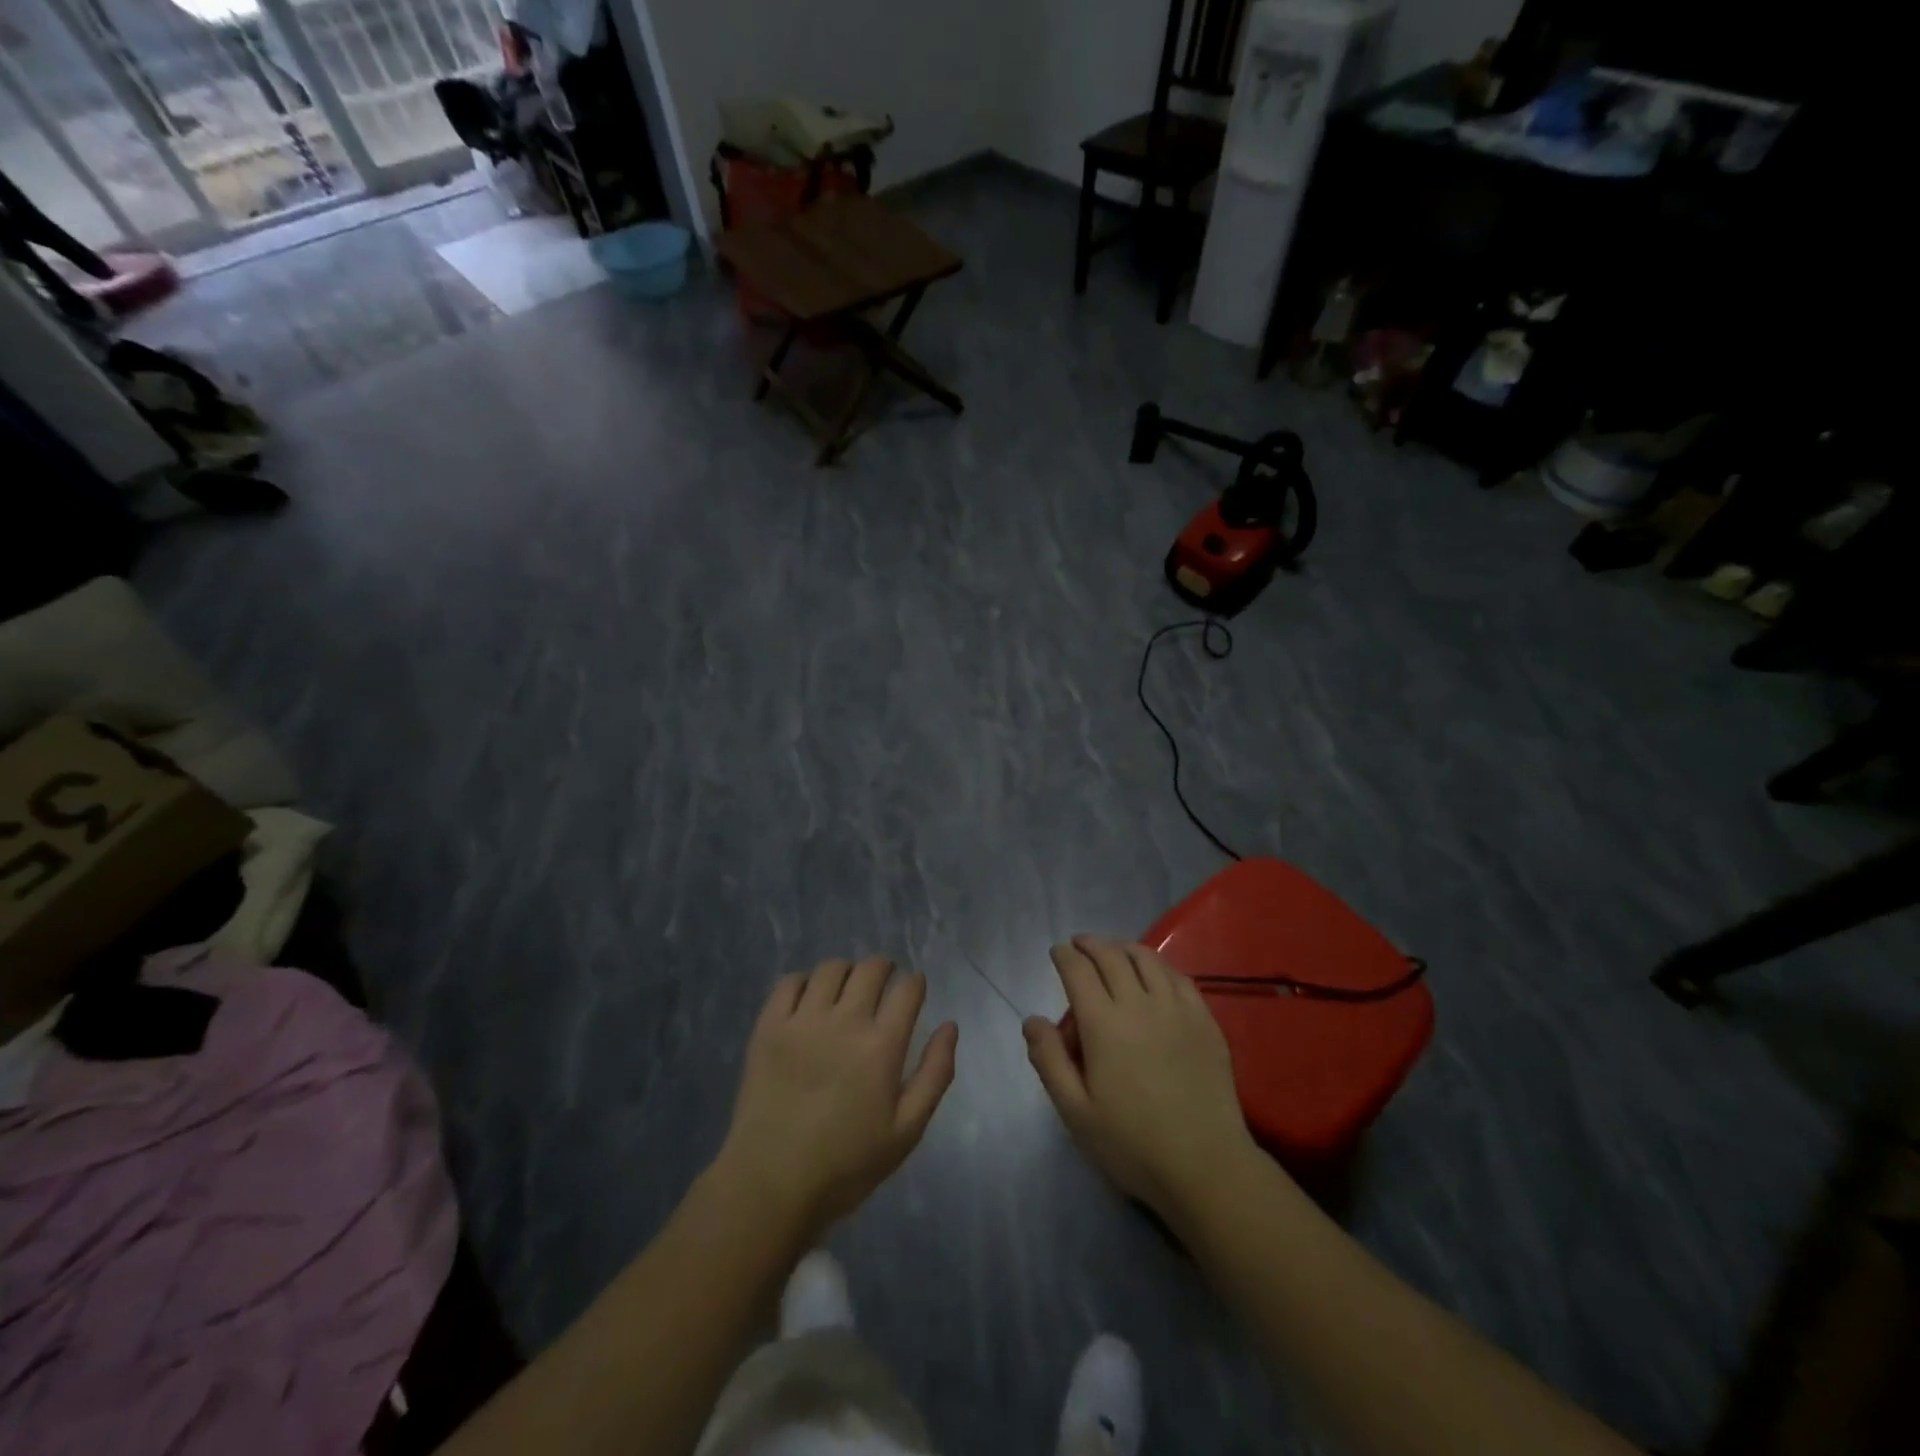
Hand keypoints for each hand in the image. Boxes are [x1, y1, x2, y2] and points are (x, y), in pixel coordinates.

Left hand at [720, 957, 958, 1234]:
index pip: (907, 989)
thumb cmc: (846, 1164)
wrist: (770, 1185)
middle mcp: (844, 1021)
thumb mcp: (906, 1131)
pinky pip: (789, 982)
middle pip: (870, 969)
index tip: (914, 989)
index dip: (915, 983)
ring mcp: (802, 1020)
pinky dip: (804, 982)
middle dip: (884, 968)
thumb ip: (935, 1074)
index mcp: (881, 1046)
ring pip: (831, 969)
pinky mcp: (768, 1027)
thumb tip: (950, 1026)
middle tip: (884, 985)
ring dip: (847, 972)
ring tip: (846, 990)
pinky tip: (809, 1000)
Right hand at [1024, 936, 1256, 1219]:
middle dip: (1091, 944)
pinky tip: (1155, 971)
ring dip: (1124, 947)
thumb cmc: (1132, 1143)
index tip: (1057, 952)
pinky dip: (1159, 964)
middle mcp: (1138, 1004)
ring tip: (1113, 949)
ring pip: (1147, 959)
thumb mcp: (1076, 1111)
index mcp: (1103, 1024)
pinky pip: (1179, 977)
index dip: (1065, 956)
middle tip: (1080, 944)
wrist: (1205, 1166)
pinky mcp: (1204, 1020)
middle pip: (1111, 957)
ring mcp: (1176, 1009)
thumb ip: (1049, 1061)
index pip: (1078, 972)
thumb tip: (1032, 1020)